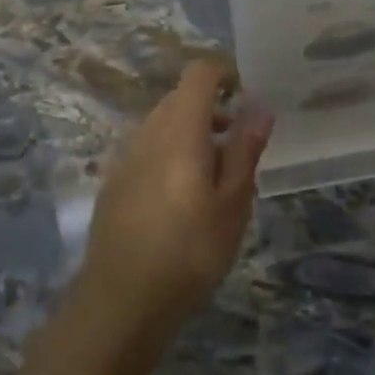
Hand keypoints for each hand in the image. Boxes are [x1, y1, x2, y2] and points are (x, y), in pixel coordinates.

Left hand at [77, 59, 274, 340]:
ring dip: (191, 132)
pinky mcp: (114, 180)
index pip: (199, 73)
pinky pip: (147, 147)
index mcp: (180, 130)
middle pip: (180, 97)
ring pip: (162, 123)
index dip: (224, 73)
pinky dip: (169, 152)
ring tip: (215, 176)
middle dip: (212, 108)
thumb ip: (245, 150)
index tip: (246, 96)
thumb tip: (260, 107)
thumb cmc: (190, 251)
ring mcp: (126, 155)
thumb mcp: (233, 204)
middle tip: (239, 146)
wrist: (121, 300)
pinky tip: (181, 197)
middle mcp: (148, 132)